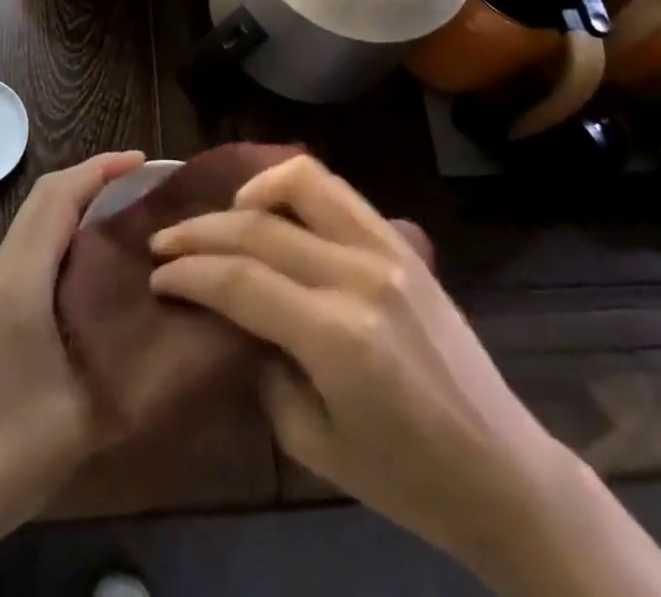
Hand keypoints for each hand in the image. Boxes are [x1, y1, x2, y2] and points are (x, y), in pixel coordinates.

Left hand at [0, 151, 144, 594]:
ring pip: (36, 217)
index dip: (102, 169)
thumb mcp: (90, 407)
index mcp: (22, 278)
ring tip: (127, 208)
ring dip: (78, 199)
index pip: (60, 196)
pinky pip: (31, 242)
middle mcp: (2, 268)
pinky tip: (94, 254)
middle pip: (46, 195)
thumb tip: (183, 316)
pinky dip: (64, 226)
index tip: (146, 161)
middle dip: (94, 176)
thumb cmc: (15, 447)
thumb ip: (135, 356)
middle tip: (145, 182)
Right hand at [149, 155, 660, 596]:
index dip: (190, 273)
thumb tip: (231, 316)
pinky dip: (295, 186)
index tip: (158, 277)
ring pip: (303, 183)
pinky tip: (274, 206)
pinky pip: (339, 192)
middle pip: (260, 229)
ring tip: (223, 214)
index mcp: (338, 338)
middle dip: (201, 232)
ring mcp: (388, 251)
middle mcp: (361, 277)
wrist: (502, 471)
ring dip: (251, 189)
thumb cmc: (406, 478)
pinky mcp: (403, 243)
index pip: (241, 282)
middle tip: (165, 243)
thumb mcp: (313, 443)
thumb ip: (263, 367)